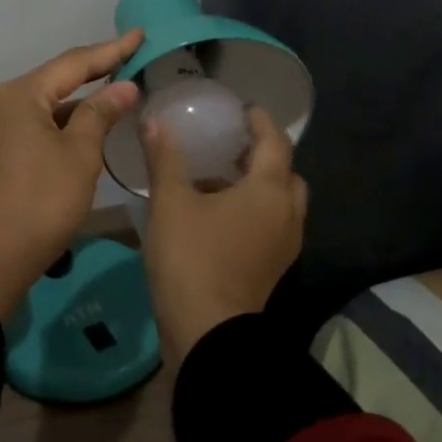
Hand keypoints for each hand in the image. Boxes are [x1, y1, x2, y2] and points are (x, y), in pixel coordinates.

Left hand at [0, 30, 143, 319]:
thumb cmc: (42, 200)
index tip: (138, 36)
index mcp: (19, 96)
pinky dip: (55, 126)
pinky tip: (77, 132)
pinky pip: (27, 129)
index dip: (110, 50)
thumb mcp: (80, 154)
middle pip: (52, 82)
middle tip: (128, 63)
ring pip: (39, 108)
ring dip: (73, 105)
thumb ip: (101, 113)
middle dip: (91, 75)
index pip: (72, 63)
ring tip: (110, 99)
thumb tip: (123, 87)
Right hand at [142, 106, 306, 361]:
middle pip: (286, 173)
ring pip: (281, 202)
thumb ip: (165, 159)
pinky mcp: (273, 268)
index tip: (243, 109)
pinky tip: (220, 215)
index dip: (261, 121)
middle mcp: (287, 214)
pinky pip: (273, 226)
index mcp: (269, 191)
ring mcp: (285, 245)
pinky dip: (256, 211)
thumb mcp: (171, 203)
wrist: (208, 332)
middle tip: (232, 146)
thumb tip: (153, 122)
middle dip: (264, 155)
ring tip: (221, 179)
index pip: (275, 142)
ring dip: (260, 185)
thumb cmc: (192, 259)